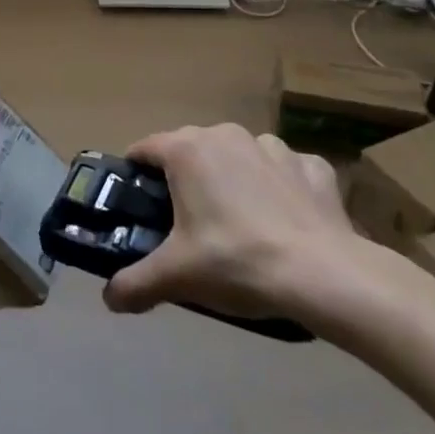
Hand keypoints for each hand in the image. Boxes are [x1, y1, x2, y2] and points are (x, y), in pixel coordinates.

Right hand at [103, 125, 366, 327]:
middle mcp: (225, 134)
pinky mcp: (312, 166)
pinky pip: (285, 170)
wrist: (325, 276)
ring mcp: (272, 146)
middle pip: (191, 150)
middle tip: (187, 223)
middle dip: (186, 179)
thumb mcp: (177, 277)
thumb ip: (135, 284)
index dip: (136, 174)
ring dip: (235, 179)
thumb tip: (108, 299)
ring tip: (241, 224)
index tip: (137, 202)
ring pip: (239, 156)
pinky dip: (281, 187)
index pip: (144, 148)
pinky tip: (286, 220)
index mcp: (187, 150)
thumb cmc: (237, 262)